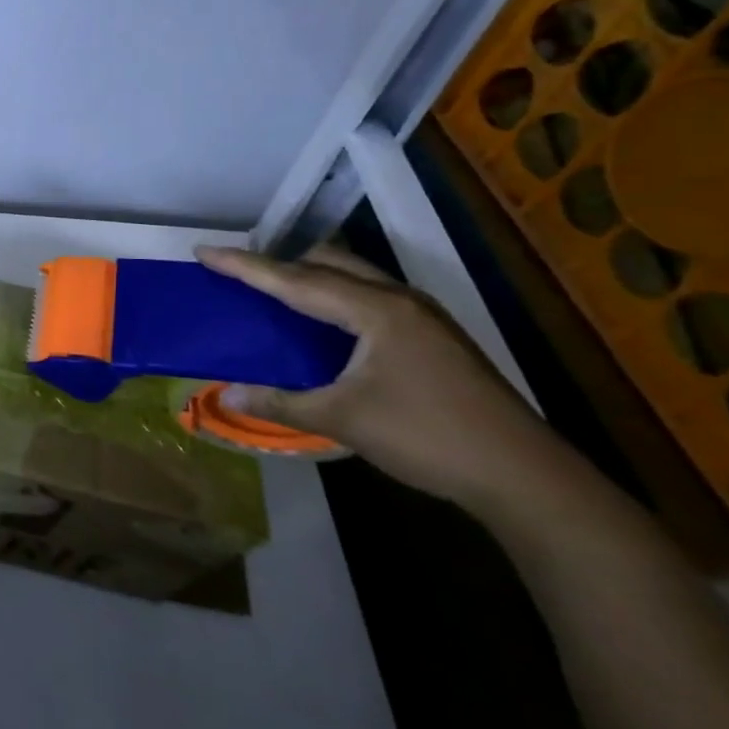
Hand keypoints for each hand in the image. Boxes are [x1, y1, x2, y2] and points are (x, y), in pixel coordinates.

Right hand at [195, 245, 569, 512]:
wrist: (525, 476)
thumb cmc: (428, 438)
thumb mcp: (344, 420)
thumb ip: (282, 402)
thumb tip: (227, 395)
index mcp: (374, 310)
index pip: (294, 280)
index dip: (244, 266)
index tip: (204, 252)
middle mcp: (398, 299)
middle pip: (327, 262)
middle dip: (279, 262)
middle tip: (239, 272)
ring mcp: (422, 316)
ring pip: (353, 276)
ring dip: (310, 277)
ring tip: (275, 291)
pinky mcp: (433, 336)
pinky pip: (369, 296)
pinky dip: (335, 296)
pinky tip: (326, 324)